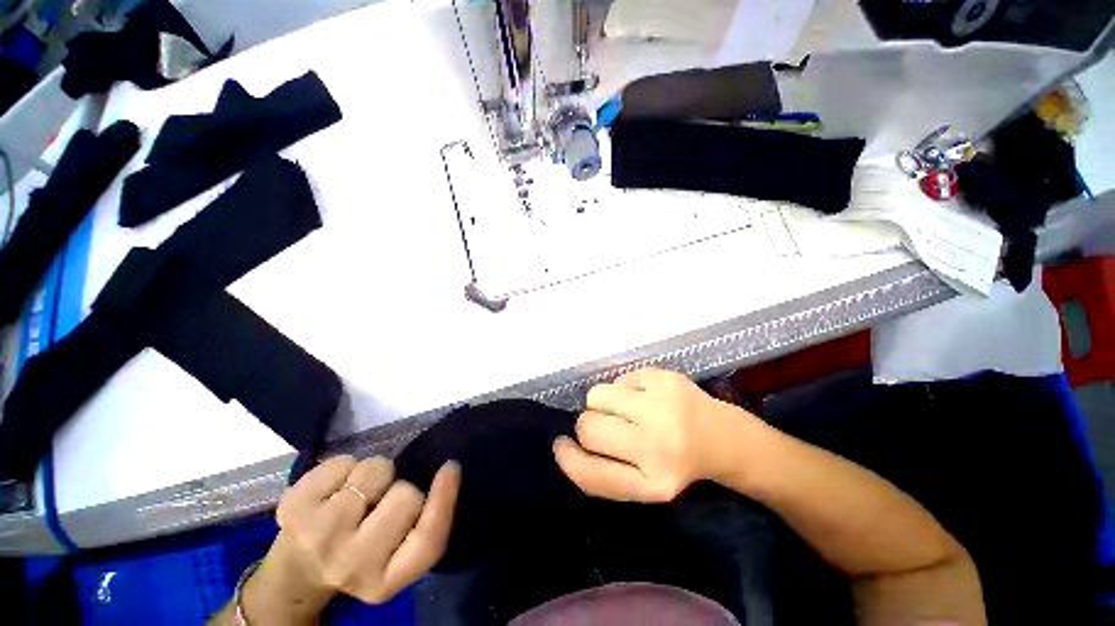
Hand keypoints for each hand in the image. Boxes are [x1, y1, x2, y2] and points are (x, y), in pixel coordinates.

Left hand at [239, 456, 459, 623]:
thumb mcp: (397, 555)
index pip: (428, 540)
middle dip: (400, 489)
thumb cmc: (359, 556)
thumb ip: (423, 524)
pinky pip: (343, 461)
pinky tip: (333, 491)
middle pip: (406, 495)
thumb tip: (448, 469)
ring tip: (356, 496)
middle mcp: (350, 565)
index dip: (444, 499)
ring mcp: (317, 536)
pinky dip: (345, 467)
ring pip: (376, 470)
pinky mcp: (292, 508)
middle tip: (381, 504)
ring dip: (373, 475)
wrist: (296, 571)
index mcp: (383, 582)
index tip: (451, 468)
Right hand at [553, 368, 760, 502]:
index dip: (568, 459)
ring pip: (597, 395)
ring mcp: (662, 406)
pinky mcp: (665, 378)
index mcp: (653, 483)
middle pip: (588, 428)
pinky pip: (619, 378)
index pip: (590, 474)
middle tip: (608, 426)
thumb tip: (564, 443)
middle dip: (588, 425)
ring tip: (625, 409)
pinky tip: (645, 397)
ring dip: (602, 403)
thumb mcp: (644, 484)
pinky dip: (625, 388)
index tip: (562, 446)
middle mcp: (657, 446)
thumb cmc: (676, 463)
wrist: (723, 437)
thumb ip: (604, 472)